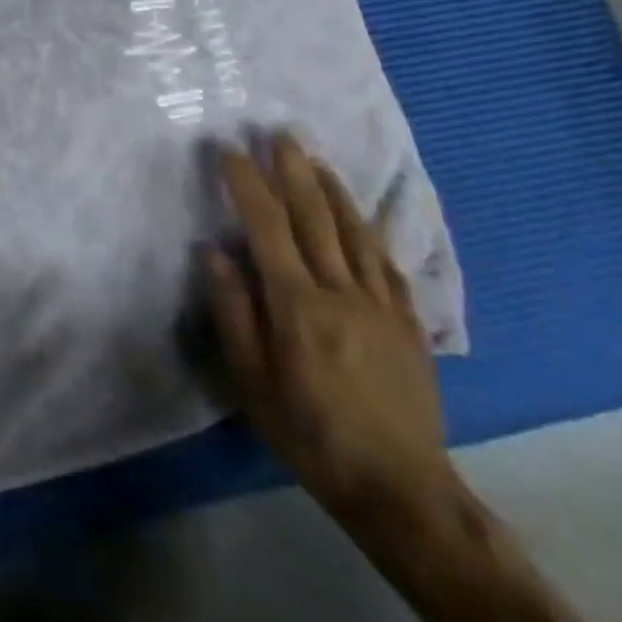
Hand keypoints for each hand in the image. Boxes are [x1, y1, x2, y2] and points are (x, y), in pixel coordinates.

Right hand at [205, 133, 457, 529]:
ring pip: (355, 233)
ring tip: (317, 159)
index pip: (268, 227)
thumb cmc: (309, 433)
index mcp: (298, 305)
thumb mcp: (252, 381)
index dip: (247, 184)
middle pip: (315, 218)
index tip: (228, 150)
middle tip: (281, 132)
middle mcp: (341, 293)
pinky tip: (361, 216)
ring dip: (333, 190)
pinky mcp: (408, 324)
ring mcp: (381, 306)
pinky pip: (386, 264)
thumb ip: (233, 311)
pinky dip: (369, 231)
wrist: (400, 488)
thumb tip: (213, 252)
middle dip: (294, 171)